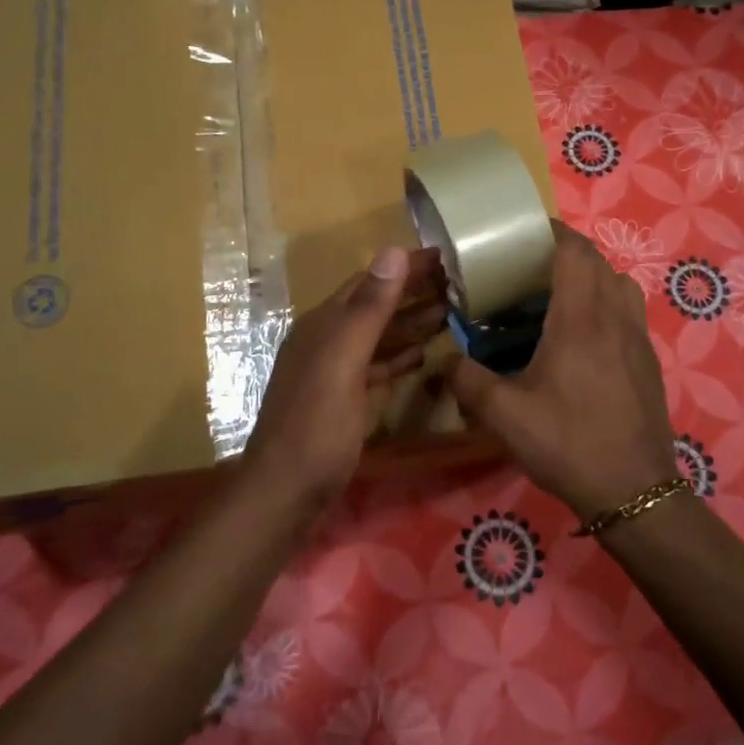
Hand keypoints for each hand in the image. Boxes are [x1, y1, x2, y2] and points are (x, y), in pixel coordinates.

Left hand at [244, 246, 446, 506]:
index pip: (369, 281)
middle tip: (457, 284)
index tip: (443, 255)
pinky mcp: (344, 401)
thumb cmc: (316, 426)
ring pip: (379, 338)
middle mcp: (327, 341)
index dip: (404, 266)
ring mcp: (335, 373)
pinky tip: (423, 354)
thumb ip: (368, 309)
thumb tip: (393, 252)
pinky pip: (377, 367)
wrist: (286, 492)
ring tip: (451, 313)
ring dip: (411, 323)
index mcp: (324, 325)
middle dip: (413, 293)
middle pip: (375, 307)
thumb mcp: (343, 362)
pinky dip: (400, 357)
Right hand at [449, 222, 679, 521]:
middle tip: (529, 267)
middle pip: (598, 262)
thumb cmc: (569, 444)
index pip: (574, 252)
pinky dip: (606, 305)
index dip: (551, 232)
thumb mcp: (505, 416)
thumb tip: (444, 361)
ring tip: (557, 298)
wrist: (634, 491)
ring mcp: (639, 339)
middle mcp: (615, 318)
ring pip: (619, 285)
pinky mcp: (649, 361)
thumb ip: (467, 381)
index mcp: (581, 320)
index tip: (523, 232)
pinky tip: (582, 339)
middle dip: (565, 253)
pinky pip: (628, 312)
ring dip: (591, 278)